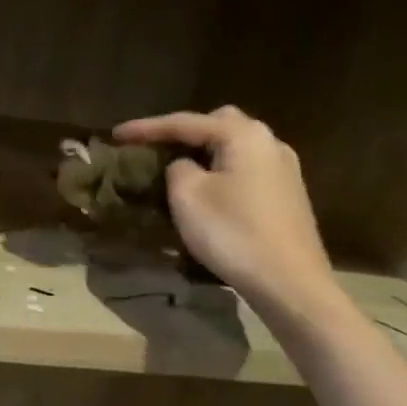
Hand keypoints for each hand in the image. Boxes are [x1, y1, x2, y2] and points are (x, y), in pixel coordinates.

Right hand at [114, 107, 341, 324]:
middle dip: (183, 133)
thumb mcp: (188, 196)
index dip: (146, 127)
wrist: (290, 283)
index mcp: (243, 135)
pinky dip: (222, 170)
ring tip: (177, 169)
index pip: (185, 122)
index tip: (116, 134)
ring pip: (234, 147)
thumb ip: (177, 168)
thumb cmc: (233, 233)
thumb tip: (185, 165)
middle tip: (155, 148)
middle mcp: (269, 142)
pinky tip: (209, 190)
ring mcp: (284, 168)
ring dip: (204, 153)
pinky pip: (246, 168)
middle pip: (218, 124)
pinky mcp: (288, 194)